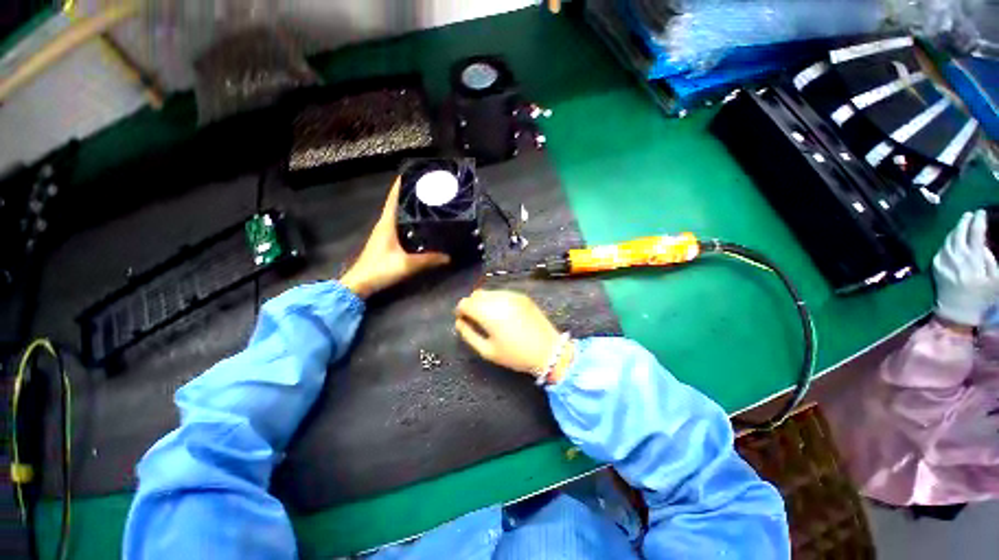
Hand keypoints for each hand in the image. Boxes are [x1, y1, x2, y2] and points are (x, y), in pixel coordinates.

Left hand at [340, 179, 449, 297]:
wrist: (359, 284)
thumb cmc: (380, 269)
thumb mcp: (407, 265)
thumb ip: (428, 260)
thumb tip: (449, 257)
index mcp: (386, 224)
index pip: (393, 199)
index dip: (400, 185)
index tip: (411, 174)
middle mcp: (384, 225)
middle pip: (396, 204)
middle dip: (409, 194)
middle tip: (427, 189)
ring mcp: (383, 233)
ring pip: (397, 215)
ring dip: (408, 207)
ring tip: (426, 203)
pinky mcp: (385, 242)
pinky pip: (398, 225)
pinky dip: (407, 220)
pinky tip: (419, 225)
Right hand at [455, 290, 572, 381]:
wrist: (549, 349)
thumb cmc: (516, 355)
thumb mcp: (488, 351)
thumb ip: (469, 335)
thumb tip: (459, 323)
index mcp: (488, 313)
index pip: (465, 303)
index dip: (460, 311)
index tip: (462, 320)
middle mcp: (499, 299)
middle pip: (476, 294)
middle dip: (471, 305)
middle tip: (474, 319)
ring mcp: (512, 295)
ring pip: (489, 292)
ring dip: (483, 301)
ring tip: (489, 317)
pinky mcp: (522, 296)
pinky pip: (502, 293)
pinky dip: (496, 300)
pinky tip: (502, 313)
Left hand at [933, 210, 998, 326]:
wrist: (957, 313)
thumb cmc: (981, 298)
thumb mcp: (994, 279)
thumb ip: (990, 259)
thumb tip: (984, 243)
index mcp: (974, 260)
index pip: (975, 233)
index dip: (978, 220)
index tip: (981, 212)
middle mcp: (956, 258)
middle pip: (959, 233)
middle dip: (965, 221)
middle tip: (970, 214)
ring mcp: (943, 261)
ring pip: (948, 239)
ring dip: (956, 229)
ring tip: (963, 223)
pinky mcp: (935, 266)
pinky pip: (942, 248)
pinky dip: (948, 240)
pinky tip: (954, 239)